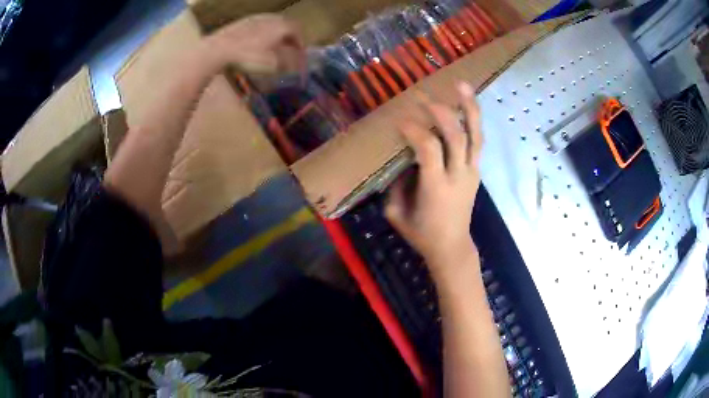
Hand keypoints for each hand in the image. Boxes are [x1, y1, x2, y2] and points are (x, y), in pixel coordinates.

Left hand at [202, 14, 303, 74]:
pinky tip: (254, 43)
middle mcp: (272, 18)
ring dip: (275, 34)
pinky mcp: (242, 22)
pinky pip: (258, 26)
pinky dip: (261, 34)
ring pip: (272, 24)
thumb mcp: (273, 63)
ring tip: (272, 46)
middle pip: (286, 25)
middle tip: (288, 49)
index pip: (298, 31)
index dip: (301, 43)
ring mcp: (255, 18)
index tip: (300, 54)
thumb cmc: (249, 56)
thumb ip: (289, 61)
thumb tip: (298, 63)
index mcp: (282, 25)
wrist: (219, 48)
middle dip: (289, 37)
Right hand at [385, 82, 482, 275]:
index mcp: (436, 187)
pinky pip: (477, 142)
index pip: (429, 148)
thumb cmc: (422, 234)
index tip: (400, 120)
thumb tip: (400, 159)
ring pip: (475, 135)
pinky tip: (467, 104)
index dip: (414, 130)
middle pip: (456, 136)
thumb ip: (396, 185)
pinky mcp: (477, 172)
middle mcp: (458, 175)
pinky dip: (473, 121)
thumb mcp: (397, 214)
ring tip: (461, 85)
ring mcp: (472, 172)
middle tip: (423, 96)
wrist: (452, 248)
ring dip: (469, 108)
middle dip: (440, 111)